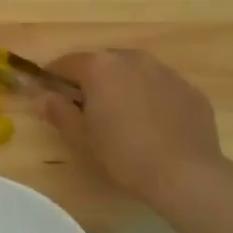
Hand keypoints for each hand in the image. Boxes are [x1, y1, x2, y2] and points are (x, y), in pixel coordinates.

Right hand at [44, 49, 232, 212]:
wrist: (186, 174)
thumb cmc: (123, 154)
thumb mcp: (80, 137)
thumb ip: (58, 111)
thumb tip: (42, 96)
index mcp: (100, 66)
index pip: (66, 63)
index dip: (54, 77)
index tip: (49, 93)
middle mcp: (132, 59)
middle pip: (102, 63)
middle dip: (91, 80)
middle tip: (86, 108)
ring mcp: (166, 72)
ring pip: (134, 72)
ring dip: (123, 86)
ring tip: (122, 116)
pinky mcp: (190, 90)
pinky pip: (161, 87)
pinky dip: (151, 98)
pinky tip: (153, 125)